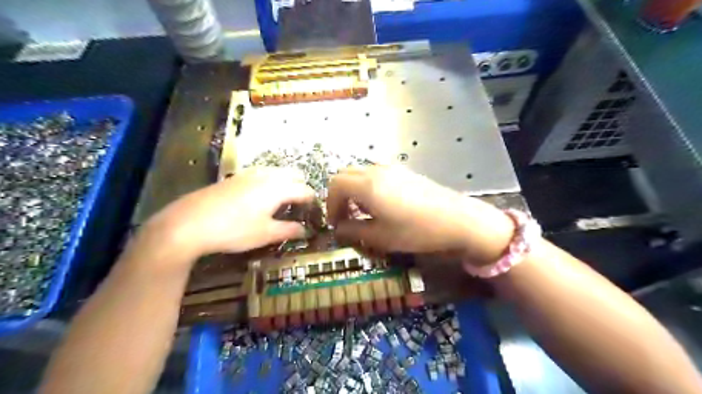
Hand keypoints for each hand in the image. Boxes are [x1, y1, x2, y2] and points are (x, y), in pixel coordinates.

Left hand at [140, 166, 313, 261]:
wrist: (189, 223)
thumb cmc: (234, 230)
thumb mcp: (265, 234)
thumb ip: (289, 230)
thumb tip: (305, 231)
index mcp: (278, 188)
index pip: (305, 190)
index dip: (313, 202)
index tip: (315, 214)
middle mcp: (267, 176)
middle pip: (293, 175)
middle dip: (301, 188)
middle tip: (300, 207)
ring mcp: (249, 174)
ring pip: (277, 172)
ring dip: (286, 183)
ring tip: (283, 202)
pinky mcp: (235, 177)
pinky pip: (262, 174)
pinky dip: (270, 182)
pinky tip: (260, 198)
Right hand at [326, 165, 513, 265]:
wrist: (458, 219)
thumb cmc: (417, 231)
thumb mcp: (381, 237)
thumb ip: (354, 231)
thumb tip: (339, 229)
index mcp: (367, 185)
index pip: (335, 184)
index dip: (330, 204)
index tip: (335, 223)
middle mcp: (377, 170)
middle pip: (345, 174)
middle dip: (339, 195)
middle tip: (345, 217)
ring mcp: (392, 168)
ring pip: (361, 172)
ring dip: (354, 190)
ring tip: (362, 212)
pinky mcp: (405, 171)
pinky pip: (376, 173)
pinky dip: (368, 186)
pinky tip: (381, 205)